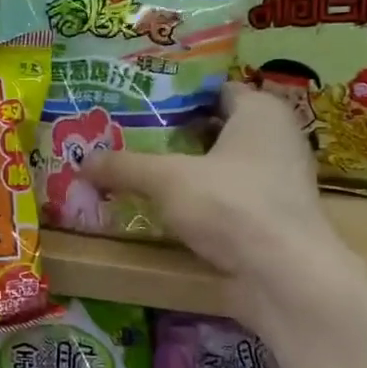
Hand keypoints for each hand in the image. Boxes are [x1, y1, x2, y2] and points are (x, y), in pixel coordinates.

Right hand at [82, 84, 357, 304]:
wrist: (284, 277)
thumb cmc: (231, 206)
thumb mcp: (166, 179)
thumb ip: (124, 166)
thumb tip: (82, 162)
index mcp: (261, 112)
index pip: (213, 90)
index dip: (175, 96)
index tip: (136, 105)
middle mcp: (277, 139)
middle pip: (215, 128)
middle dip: (173, 135)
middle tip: (127, 138)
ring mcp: (278, 181)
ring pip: (220, 165)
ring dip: (184, 170)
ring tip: (137, 171)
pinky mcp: (271, 218)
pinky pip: (227, 197)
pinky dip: (199, 200)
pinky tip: (164, 208)